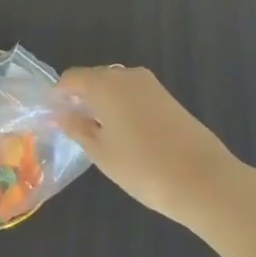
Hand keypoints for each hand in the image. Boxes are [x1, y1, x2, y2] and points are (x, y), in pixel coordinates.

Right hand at [56, 66, 244, 227]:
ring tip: (98, 134)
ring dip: (103, 103)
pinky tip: (124, 134)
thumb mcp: (101, 152)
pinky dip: (123, 108)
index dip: (58, 95)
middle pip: (95, 79)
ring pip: (116, 87)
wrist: (203, 180)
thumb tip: (62, 115)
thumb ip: (78, 129)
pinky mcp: (168, 98)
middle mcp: (127, 75)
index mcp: (105, 83)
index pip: (71, 78)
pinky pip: (134, 95)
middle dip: (81, 98)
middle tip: (72, 127)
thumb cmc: (142, 167)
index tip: (52, 116)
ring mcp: (151, 85)